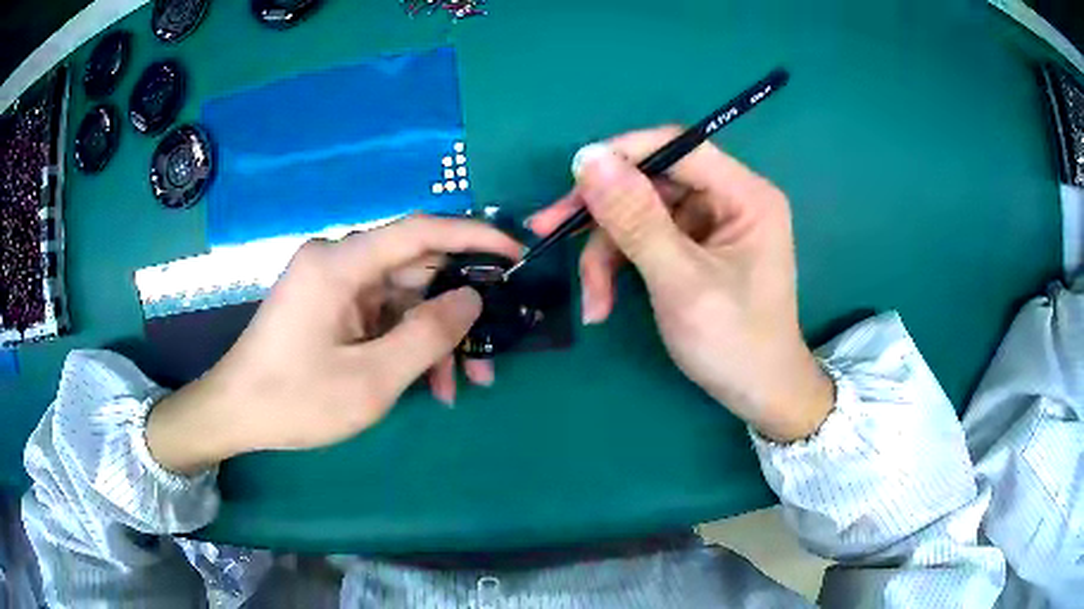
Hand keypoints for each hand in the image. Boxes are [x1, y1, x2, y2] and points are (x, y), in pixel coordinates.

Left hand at [146, 216, 521, 473]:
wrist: (235, 413)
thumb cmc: (296, 400)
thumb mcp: (371, 380)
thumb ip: (427, 335)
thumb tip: (472, 298)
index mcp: (340, 264)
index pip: (419, 231)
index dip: (473, 237)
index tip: (514, 254)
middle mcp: (337, 262)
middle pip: (414, 271)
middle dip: (455, 313)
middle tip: (489, 355)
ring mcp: (332, 284)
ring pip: (401, 299)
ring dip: (432, 339)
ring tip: (458, 386)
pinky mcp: (329, 305)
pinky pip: (380, 315)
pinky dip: (404, 344)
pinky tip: (425, 382)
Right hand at [529, 127, 833, 441]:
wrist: (758, 395)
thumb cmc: (734, 343)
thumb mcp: (681, 282)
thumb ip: (635, 219)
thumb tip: (588, 159)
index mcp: (745, 195)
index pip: (676, 147)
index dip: (621, 156)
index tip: (571, 181)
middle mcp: (729, 198)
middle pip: (651, 182)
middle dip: (602, 216)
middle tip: (548, 233)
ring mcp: (710, 224)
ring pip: (640, 214)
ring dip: (606, 254)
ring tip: (592, 301)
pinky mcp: (694, 248)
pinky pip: (645, 240)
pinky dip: (619, 268)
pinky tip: (603, 303)